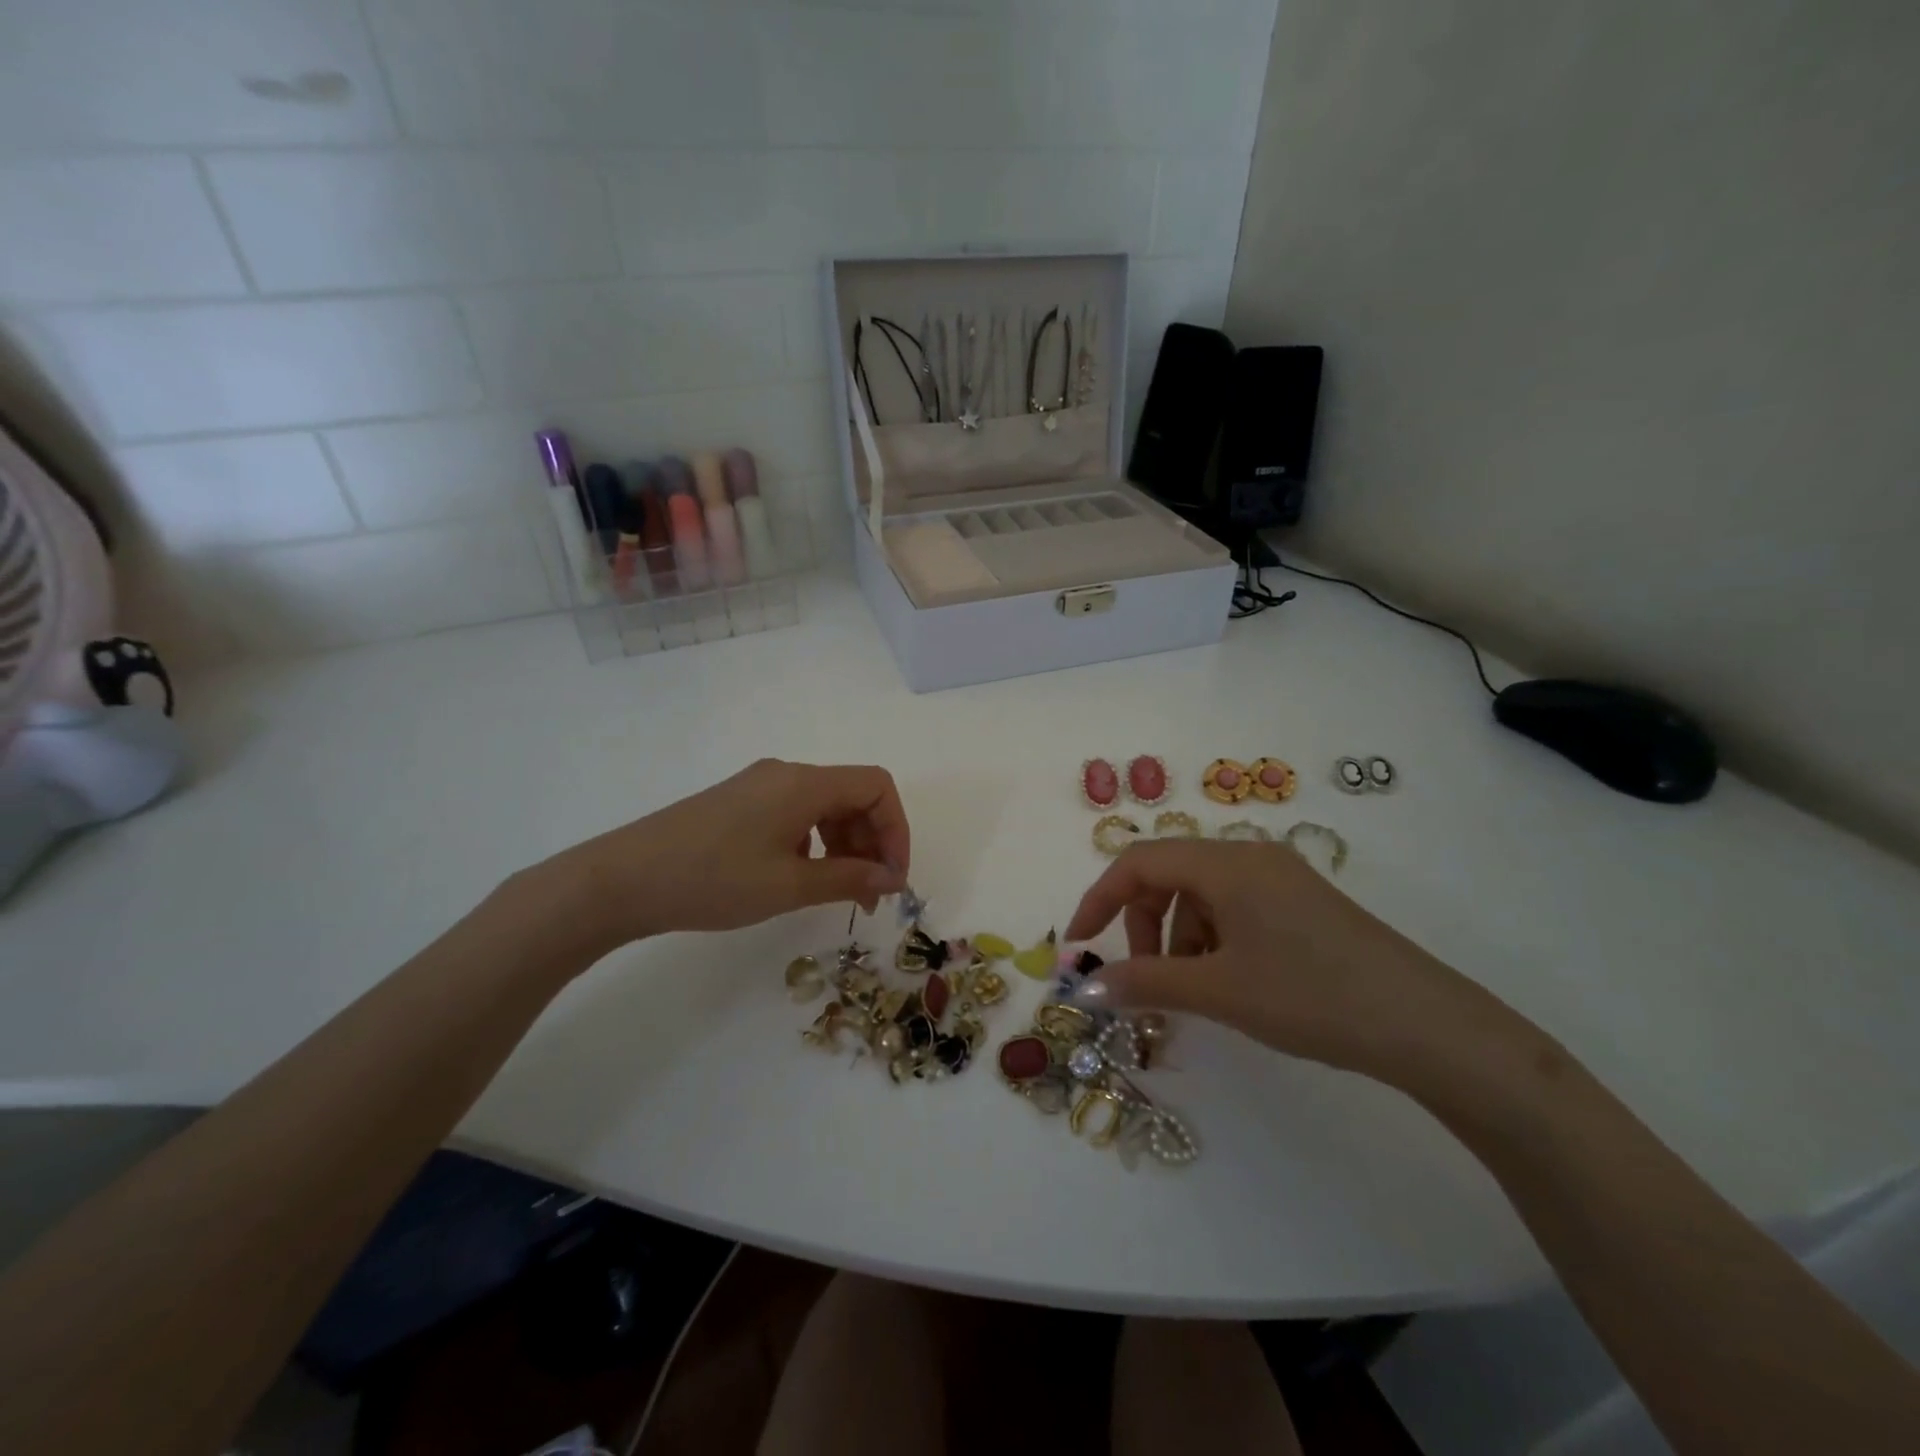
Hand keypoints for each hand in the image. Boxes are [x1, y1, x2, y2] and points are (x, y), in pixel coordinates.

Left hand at [522, 760, 909, 957]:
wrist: (622, 880)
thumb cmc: (712, 879)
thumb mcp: (788, 885)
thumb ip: (847, 878)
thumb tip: (890, 879)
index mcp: (803, 783)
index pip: (876, 787)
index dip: (896, 830)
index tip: (892, 879)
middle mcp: (786, 774)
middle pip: (853, 795)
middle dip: (872, 843)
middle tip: (870, 895)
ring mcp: (760, 786)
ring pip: (825, 806)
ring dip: (845, 845)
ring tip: (839, 892)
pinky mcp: (740, 803)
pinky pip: (796, 814)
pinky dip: (815, 843)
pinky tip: (800, 877)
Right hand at [1064, 839, 1534, 1094]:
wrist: (1427, 1026)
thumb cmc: (1310, 996)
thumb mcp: (1218, 991)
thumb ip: (1143, 982)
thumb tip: (1083, 988)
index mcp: (1226, 862)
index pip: (1139, 862)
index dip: (1099, 900)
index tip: (1078, 946)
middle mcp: (1249, 856)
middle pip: (1169, 875)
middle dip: (1142, 924)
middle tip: (1144, 978)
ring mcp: (1280, 877)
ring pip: (1202, 895)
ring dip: (1178, 937)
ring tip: (1194, 991)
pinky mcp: (1302, 903)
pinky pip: (1235, 908)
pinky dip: (1213, 940)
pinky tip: (1230, 983)